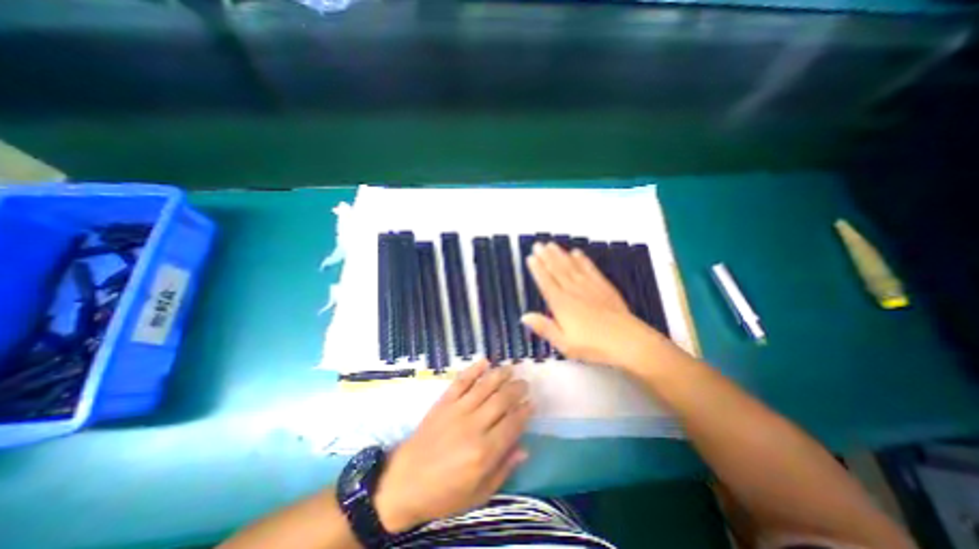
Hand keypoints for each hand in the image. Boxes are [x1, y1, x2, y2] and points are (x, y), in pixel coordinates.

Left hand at [374, 363, 527, 534]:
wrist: (404, 482)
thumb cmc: (444, 493)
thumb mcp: (478, 494)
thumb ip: (503, 470)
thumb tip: (524, 448)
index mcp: (484, 452)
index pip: (513, 423)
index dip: (525, 411)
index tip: (532, 403)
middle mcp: (474, 426)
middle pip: (502, 400)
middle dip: (517, 389)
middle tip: (524, 384)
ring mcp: (457, 410)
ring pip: (484, 386)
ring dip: (500, 375)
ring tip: (510, 369)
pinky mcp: (444, 402)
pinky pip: (461, 381)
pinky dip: (473, 369)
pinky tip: (484, 362)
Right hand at [520, 242, 673, 369]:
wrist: (628, 342)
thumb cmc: (594, 346)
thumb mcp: (564, 344)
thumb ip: (544, 328)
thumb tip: (524, 316)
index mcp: (562, 305)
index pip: (546, 282)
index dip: (537, 269)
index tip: (530, 258)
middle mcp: (574, 292)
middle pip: (557, 271)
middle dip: (546, 257)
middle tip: (538, 245)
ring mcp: (589, 287)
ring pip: (571, 267)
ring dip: (560, 255)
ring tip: (551, 245)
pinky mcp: (604, 287)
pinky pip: (590, 269)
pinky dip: (582, 260)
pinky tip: (577, 253)